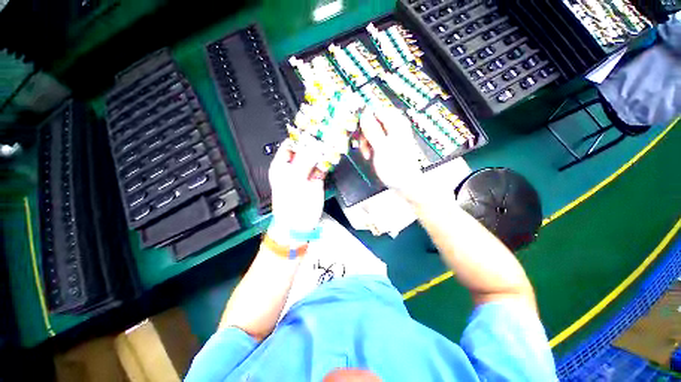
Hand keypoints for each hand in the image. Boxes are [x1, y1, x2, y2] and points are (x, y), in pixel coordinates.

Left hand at [268, 139, 324, 238]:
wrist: (299, 225)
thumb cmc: (291, 205)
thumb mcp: (295, 180)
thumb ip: (305, 161)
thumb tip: (315, 146)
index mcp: (282, 165)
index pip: (290, 144)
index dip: (301, 136)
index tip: (313, 129)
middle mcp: (294, 166)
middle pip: (305, 149)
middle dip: (315, 142)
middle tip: (326, 134)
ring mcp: (306, 172)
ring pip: (315, 157)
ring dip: (323, 151)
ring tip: (332, 141)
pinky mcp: (317, 179)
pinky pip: (323, 167)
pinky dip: (328, 161)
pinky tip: (333, 155)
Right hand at [359, 108, 425, 200]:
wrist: (405, 184)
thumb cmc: (395, 167)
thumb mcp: (381, 148)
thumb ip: (373, 130)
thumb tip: (364, 114)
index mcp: (396, 124)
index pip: (377, 111)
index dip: (365, 119)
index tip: (358, 131)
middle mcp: (395, 127)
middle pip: (374, 121)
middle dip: (365, 133)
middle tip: (361, 145)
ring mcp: (391, 136)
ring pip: (373, 131)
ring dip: (366, 142)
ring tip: (366, 154)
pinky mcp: (388, 145)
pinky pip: (375, 140)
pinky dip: (370, 147)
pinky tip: (369, 155)